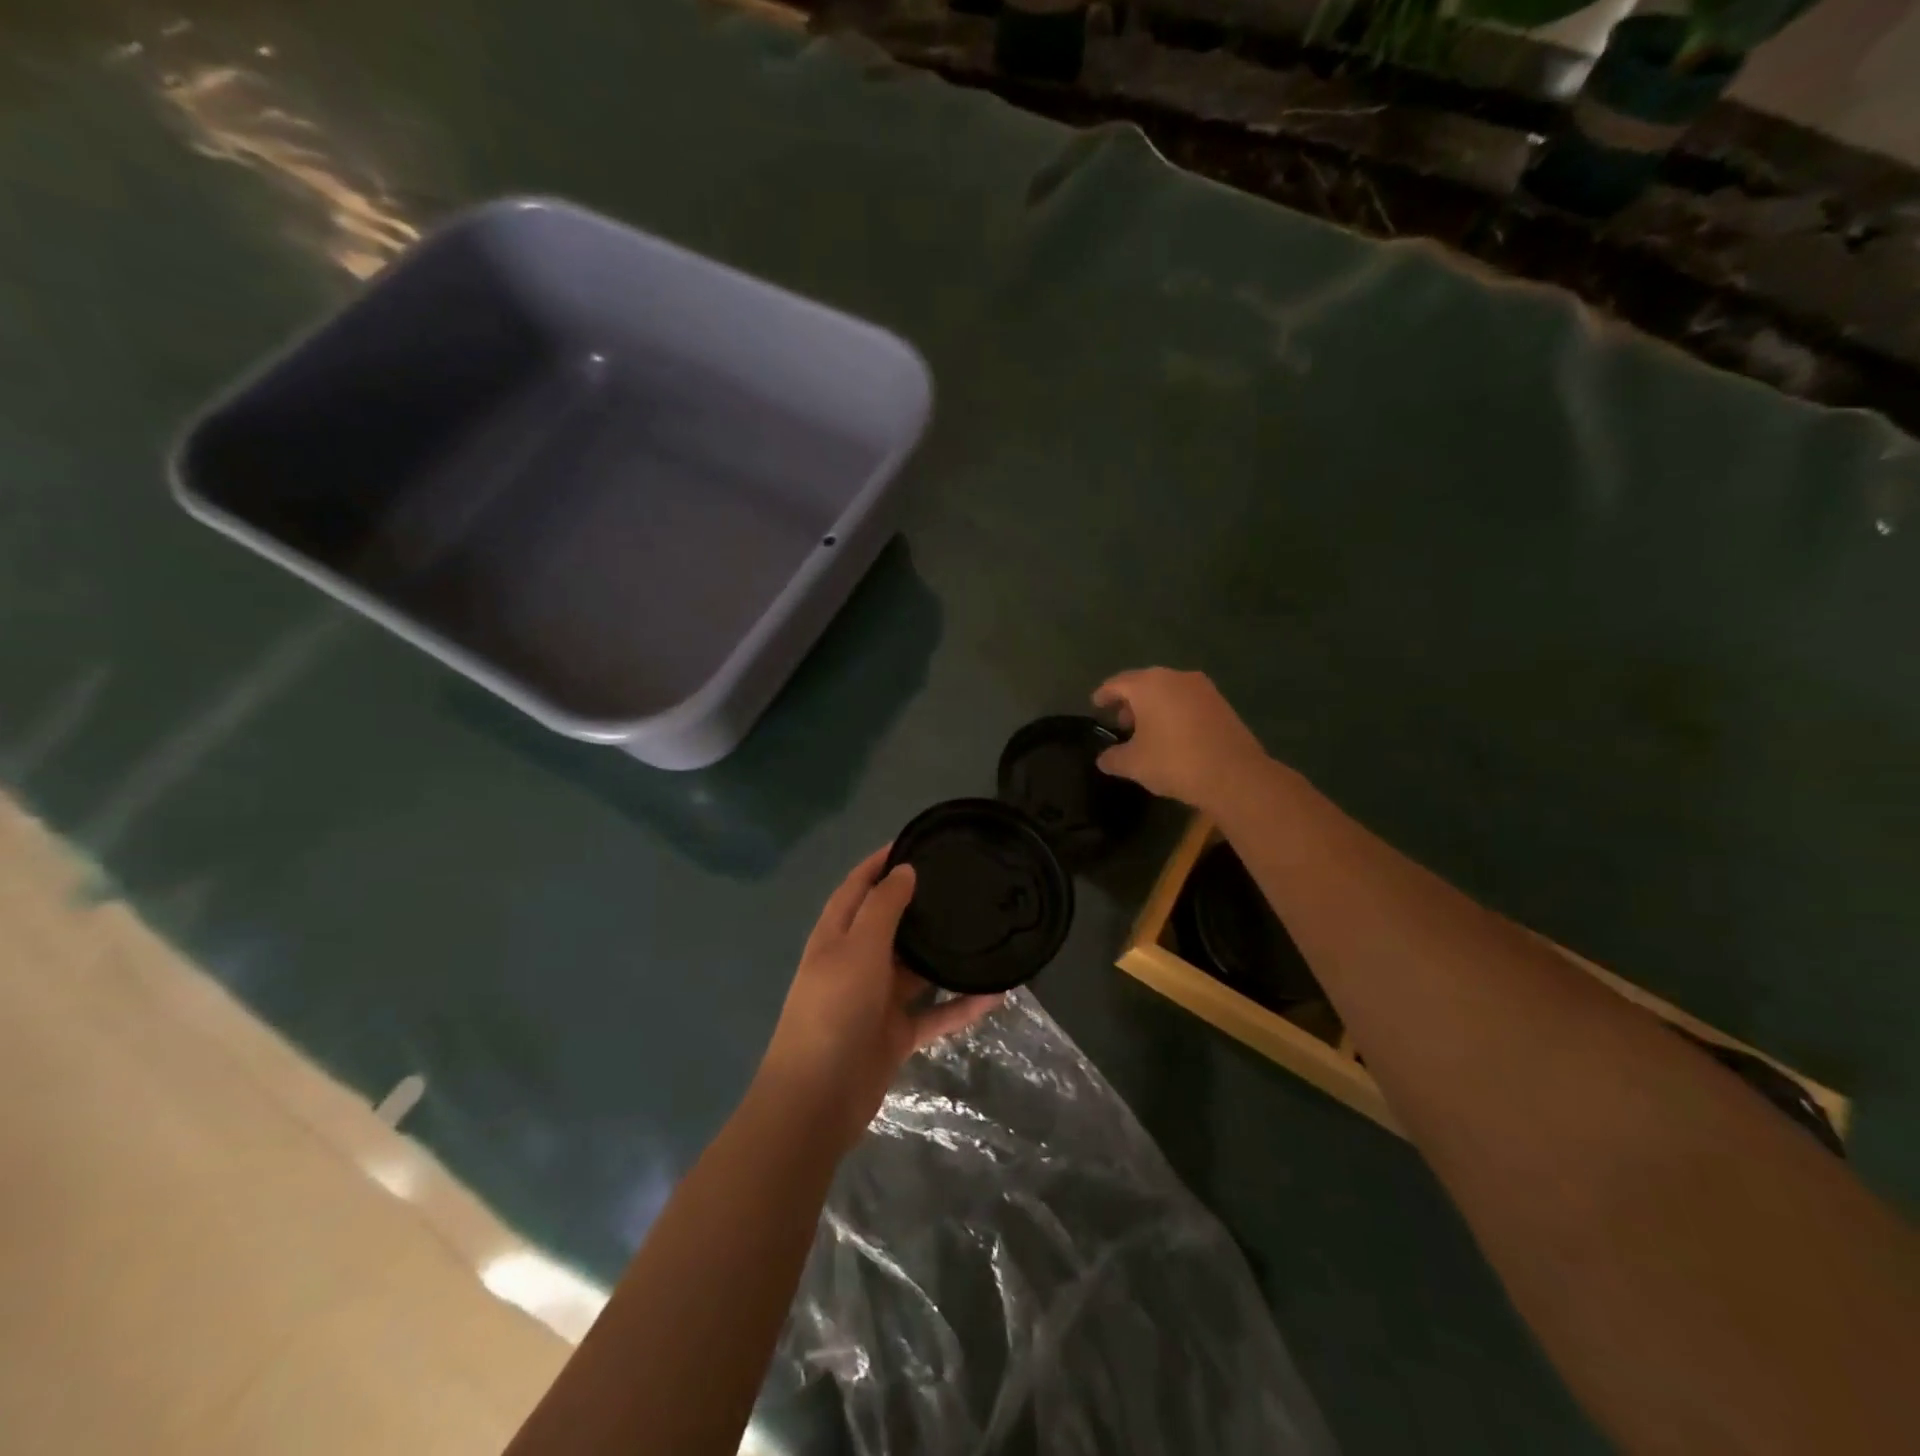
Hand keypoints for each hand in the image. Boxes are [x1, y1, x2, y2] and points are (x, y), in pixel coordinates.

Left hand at [757, 847, 1002, 1150]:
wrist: (817, 1098)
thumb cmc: (834, 1009)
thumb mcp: (858, 948)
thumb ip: (883, 907)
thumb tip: (903, 871)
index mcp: (836, 936)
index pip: (857, 886)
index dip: (879, 862)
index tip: (913, 841)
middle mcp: (855, 962)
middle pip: (890, 925)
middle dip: (918, 905)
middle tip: (960, 885)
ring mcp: (876, 1000)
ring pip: (917, 969)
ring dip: (945, 956)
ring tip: (983, 931)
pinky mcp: (895, 1034)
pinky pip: (934, 1013)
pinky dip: (961, 1005)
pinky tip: (996, 993)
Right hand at [1092, 667, 1269, 810]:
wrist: (1234, 775)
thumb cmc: (1174, 761)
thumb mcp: (1133, 764)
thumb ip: (1113, 758)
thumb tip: (1103, 758)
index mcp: (1148, 685)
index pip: (1117, 683)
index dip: (1103, 695)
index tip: (1096, 705)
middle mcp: (1175, 677)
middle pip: (1144, 684)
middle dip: (1130, 702)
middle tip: (1120, 723)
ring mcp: (1202, 688)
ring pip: (1168, 691)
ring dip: (1153, 707)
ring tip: (1146, 732)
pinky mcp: (1221, 703)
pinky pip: (1187, 702)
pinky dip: (1174, 713)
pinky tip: (1172, 735)